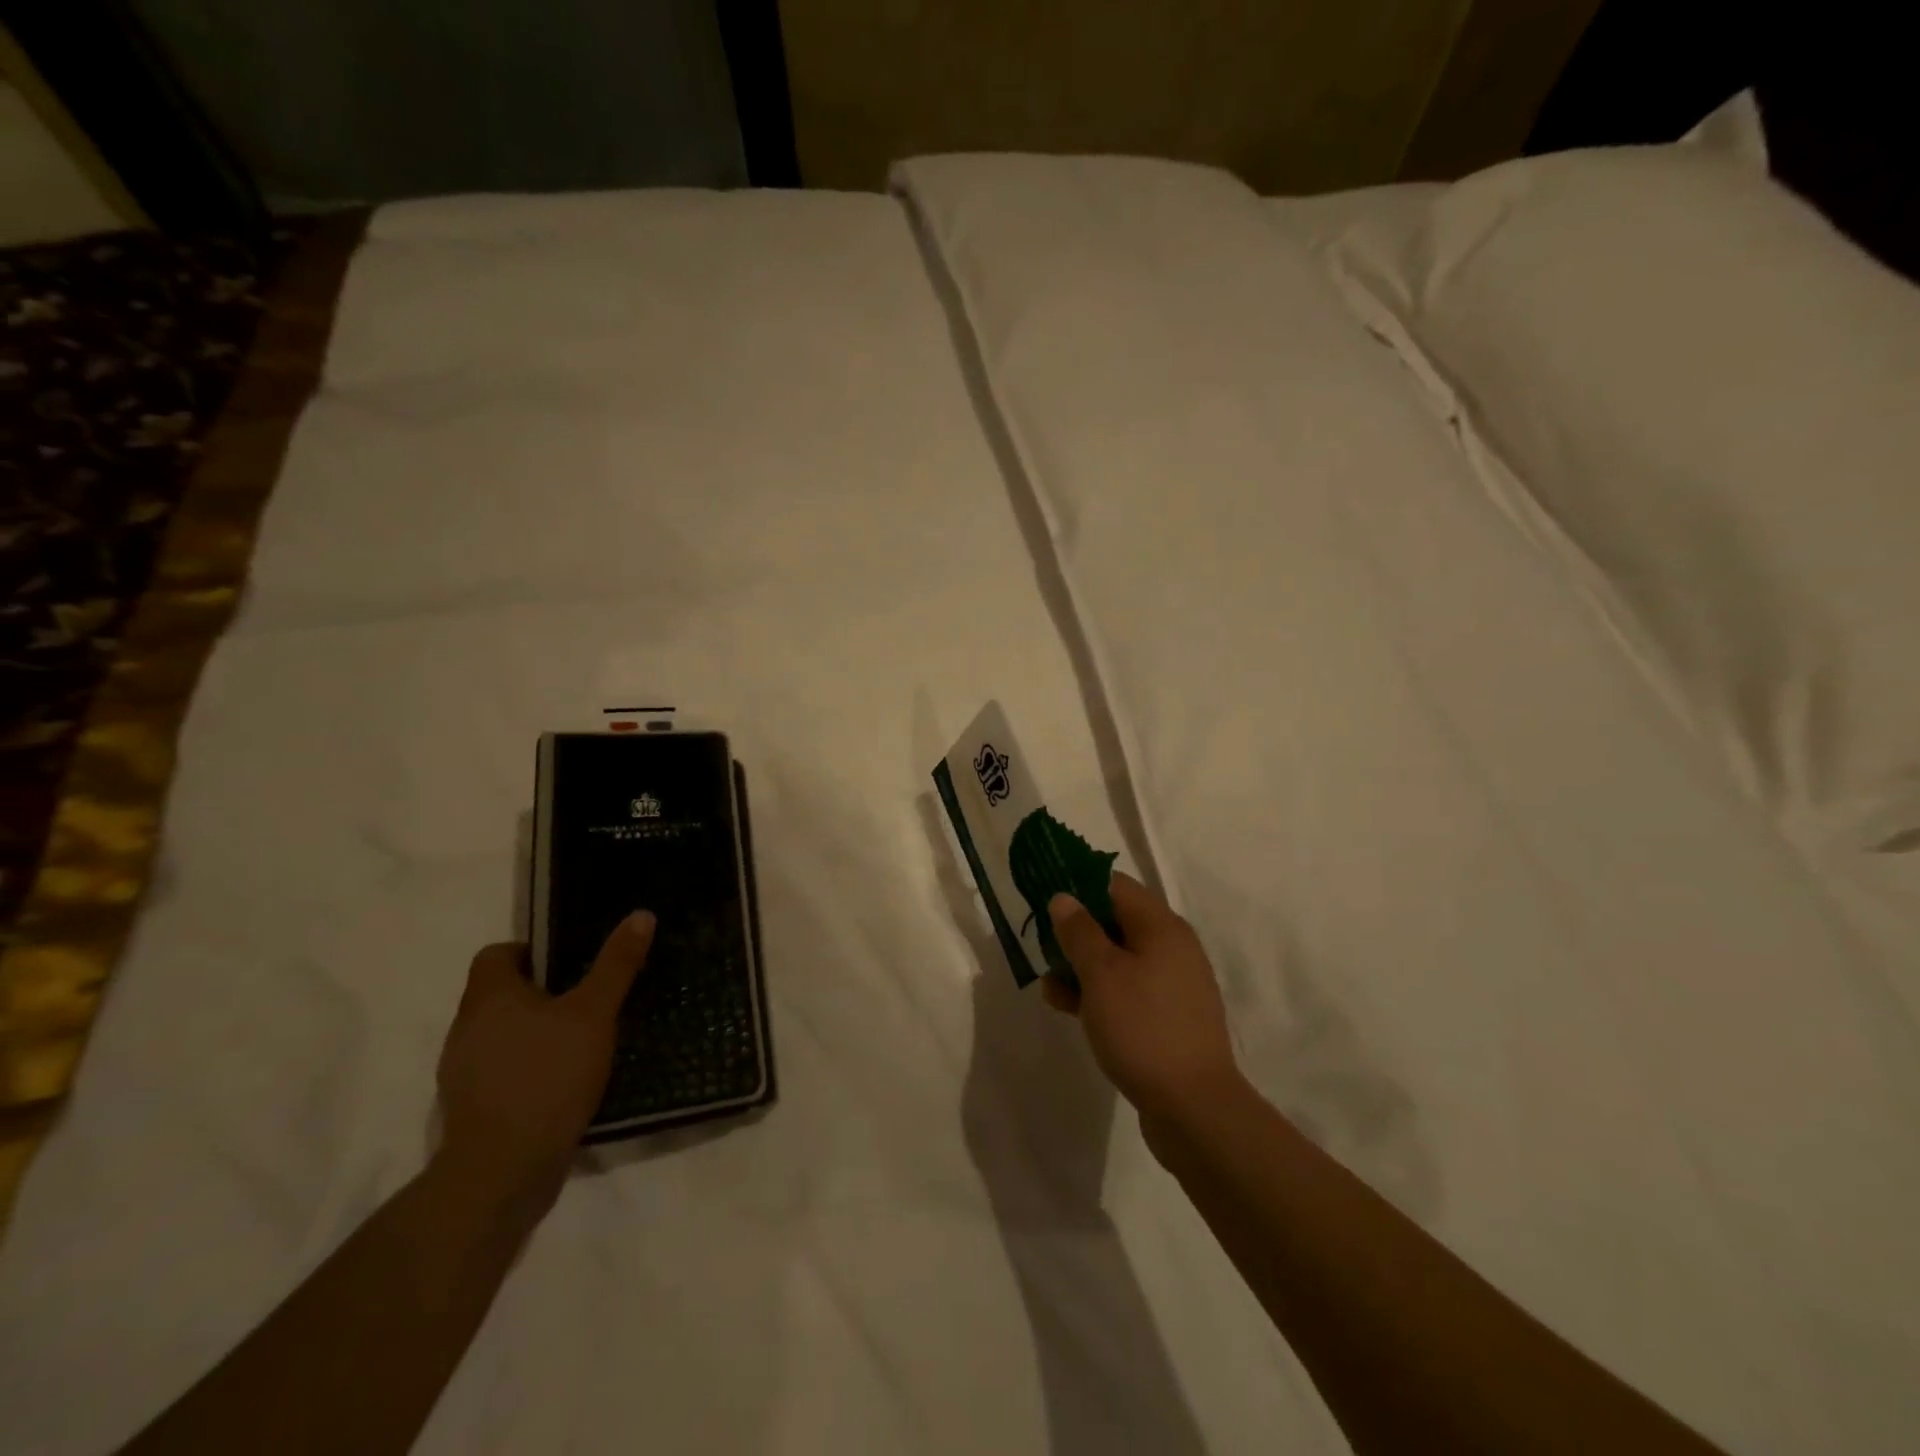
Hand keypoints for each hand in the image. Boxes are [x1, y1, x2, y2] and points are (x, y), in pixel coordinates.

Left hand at [434, 913, 654, 1221]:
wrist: (503, 1171)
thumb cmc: (548, 1075)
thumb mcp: (594, 1013)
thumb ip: (616, 964)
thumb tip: (640, 915)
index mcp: (489, 997)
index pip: (497, 954)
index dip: (531, 951)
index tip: (570, 964)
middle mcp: (466, 1028)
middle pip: (500, 994)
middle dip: (541, 993)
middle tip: (587, 998)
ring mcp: (463, 1072)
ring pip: (502, 1034)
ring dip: (535, 1032)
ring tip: (581, 1040)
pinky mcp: (473, 1108)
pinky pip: (502, 1070)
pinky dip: (529, 1068)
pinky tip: (564, 1082)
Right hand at [1042, 874, 1239, 1125]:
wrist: (1194, 1107)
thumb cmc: (1142, 1027)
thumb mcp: (1101, 974)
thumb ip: (1079, 931)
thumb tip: (1064, 898)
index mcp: (1161, 927)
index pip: (1115, 886)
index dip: (1077, 887)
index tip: (1044, 900)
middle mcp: (1172, 948)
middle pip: (1116, 922)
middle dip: (1075, 933)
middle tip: (1040, 947)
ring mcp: (1172, 985)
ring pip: (1119, 960)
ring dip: (1082, 967)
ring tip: (1049, 989)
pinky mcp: (1168, 1017)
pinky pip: (1128, 991)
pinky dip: (1100, 993)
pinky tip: (1071, 1010)